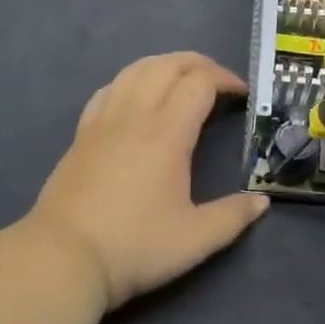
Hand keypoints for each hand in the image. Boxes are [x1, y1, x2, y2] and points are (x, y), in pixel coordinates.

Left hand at [24, 52, 268, 309]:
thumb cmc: (133, 247)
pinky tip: (136, 96)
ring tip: (181, 79)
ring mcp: (103, 121)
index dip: (225, 79)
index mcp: (167, 134)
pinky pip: (108, 89)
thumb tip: (261, 201)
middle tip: (218, 81)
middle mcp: (135, 116)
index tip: (242, 95)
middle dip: (198, 64)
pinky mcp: (81, 134)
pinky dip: (131, 80)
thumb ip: (232, 217)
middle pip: (167, 65)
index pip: (199, 83)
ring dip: (164, 64)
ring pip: (135, 70)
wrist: (63, 259)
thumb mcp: (194, 240)